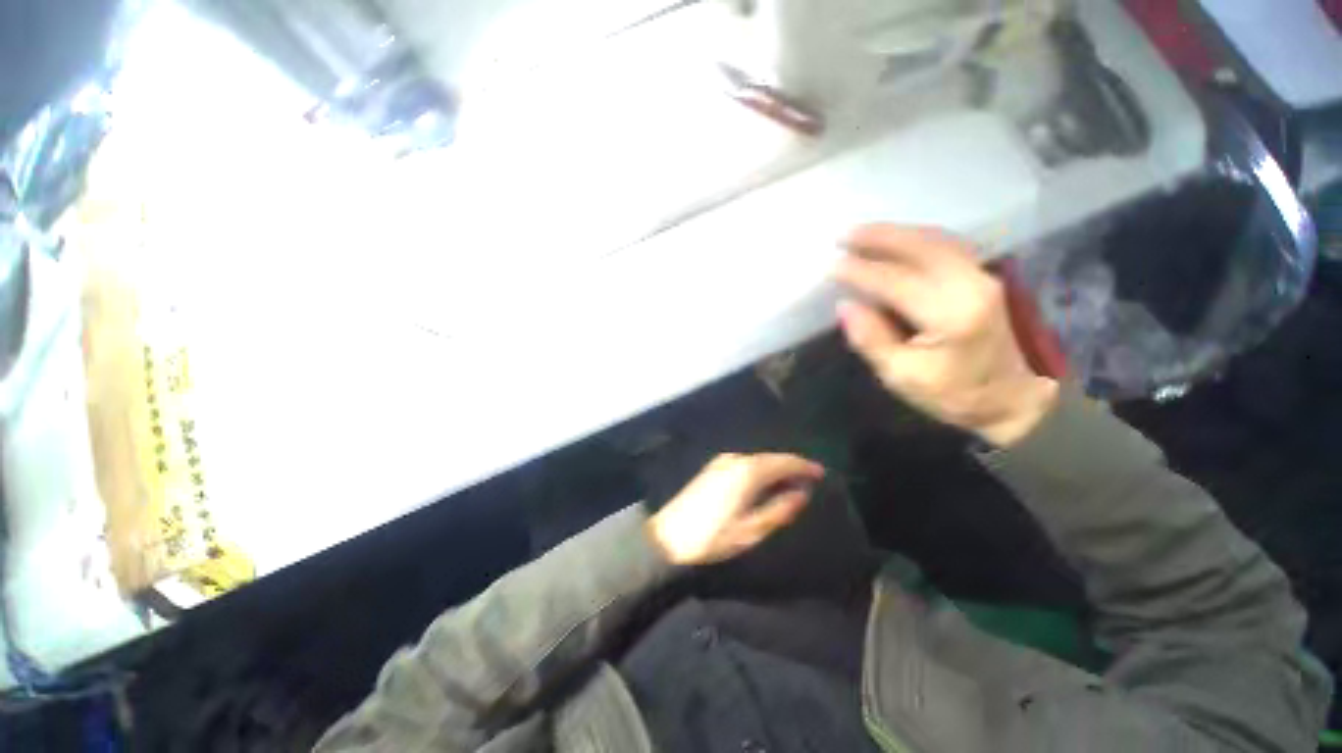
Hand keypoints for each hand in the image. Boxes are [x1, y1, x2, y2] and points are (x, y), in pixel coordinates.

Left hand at [647, 453, 824, 565]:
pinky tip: (765, 481)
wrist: (669, 535)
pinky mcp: (714, 467)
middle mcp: (736, 460)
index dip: (804, 466)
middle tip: (809, 479)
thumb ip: (779, 509)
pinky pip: (746, 462)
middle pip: (771, 458)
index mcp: (748, 472)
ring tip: (791, 482)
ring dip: (776, 467)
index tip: (821, 473)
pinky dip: (761, 469)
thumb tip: (801, 493)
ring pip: (758, 459)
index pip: (784, 462)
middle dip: (792, 466)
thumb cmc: (713, 537)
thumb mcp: (751, 530)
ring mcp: (723, 461)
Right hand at [834, 224, 1058, 446]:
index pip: (895, 281)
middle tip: (844, 235)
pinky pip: (946, 245)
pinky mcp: (982, 277)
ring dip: (897, 232)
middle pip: (921, 246)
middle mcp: (970, 285)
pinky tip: (896, 240)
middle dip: (879, 237)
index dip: (859, 271)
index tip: (829, 266)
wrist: (1011, 398)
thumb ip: (872, 339)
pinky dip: (916, 237)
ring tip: (863, 232)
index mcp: (950, 315)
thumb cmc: (952, 394)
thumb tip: (845, 305)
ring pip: (936, 239)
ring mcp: (981, 277)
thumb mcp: (901, 376)